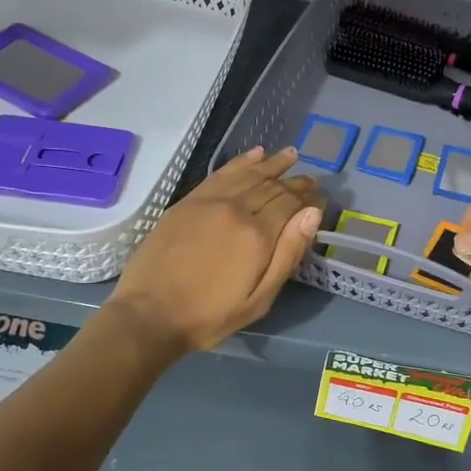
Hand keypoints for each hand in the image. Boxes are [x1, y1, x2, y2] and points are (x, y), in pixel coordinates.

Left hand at [107, 146, 322, 355]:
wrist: (149, 315)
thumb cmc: (210, 316)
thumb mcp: (259, 299)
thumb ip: (288, 254)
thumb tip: (312, 214)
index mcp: (257, 235)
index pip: (292, 204)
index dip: (309, 199)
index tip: (321, 197)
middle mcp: (236, 209)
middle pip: (273, 186)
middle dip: (295, 182)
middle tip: (312, 180)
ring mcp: (209, 201)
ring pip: (249, 174)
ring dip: (272, 163)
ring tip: (291, 155)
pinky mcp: (188, 201)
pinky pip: (221, 173)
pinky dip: (241, 162)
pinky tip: (255, 154)